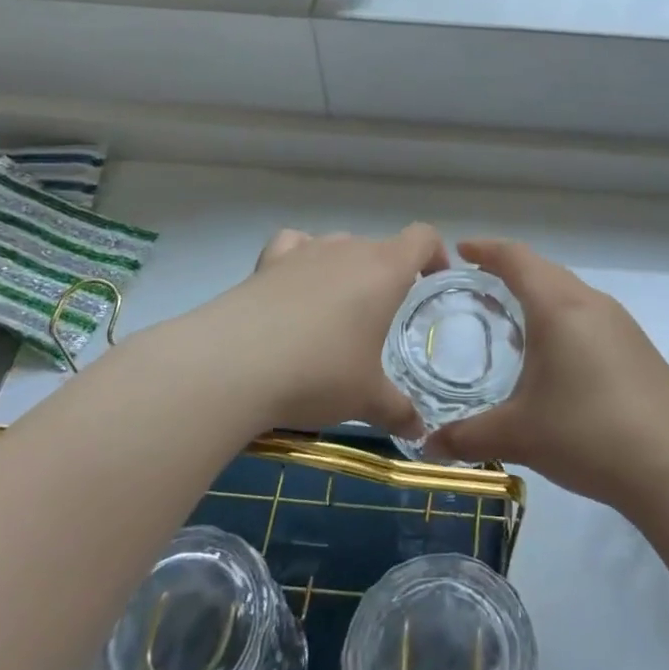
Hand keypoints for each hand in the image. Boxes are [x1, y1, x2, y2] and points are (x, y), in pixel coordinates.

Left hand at [191, 224, 446, 438]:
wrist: (232, 365)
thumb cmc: (319, 373)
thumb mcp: (366, 399)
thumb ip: (398, 411)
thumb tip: (420, 431)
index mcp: (384, 270)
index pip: (422, 237)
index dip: (435, 254)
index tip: (434, 282)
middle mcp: (347, 250)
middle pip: (380, 246)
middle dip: (389, 275)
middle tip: (383, 318)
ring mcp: (304, 251)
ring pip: (338, 246)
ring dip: (346, 270)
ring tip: (338, 311)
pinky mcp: (266, 263)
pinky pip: (294, 246)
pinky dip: (302, 260)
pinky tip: (296, 288)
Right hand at [421, 239, 668, 508]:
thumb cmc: (588, 435)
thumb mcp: (518, 435)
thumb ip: (467, 436)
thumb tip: (428, 446)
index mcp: (559, 307)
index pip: (517, 258)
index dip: (486, 249)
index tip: (461, 251)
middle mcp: (592, 303)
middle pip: (544, 271)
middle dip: (510, 272)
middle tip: (477, 288)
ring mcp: (621, 324)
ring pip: (570, 294)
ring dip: (539, 298)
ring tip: (511, 324)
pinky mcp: (638, 348)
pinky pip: (590, 316)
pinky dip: (562, 320)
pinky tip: (554, 358)